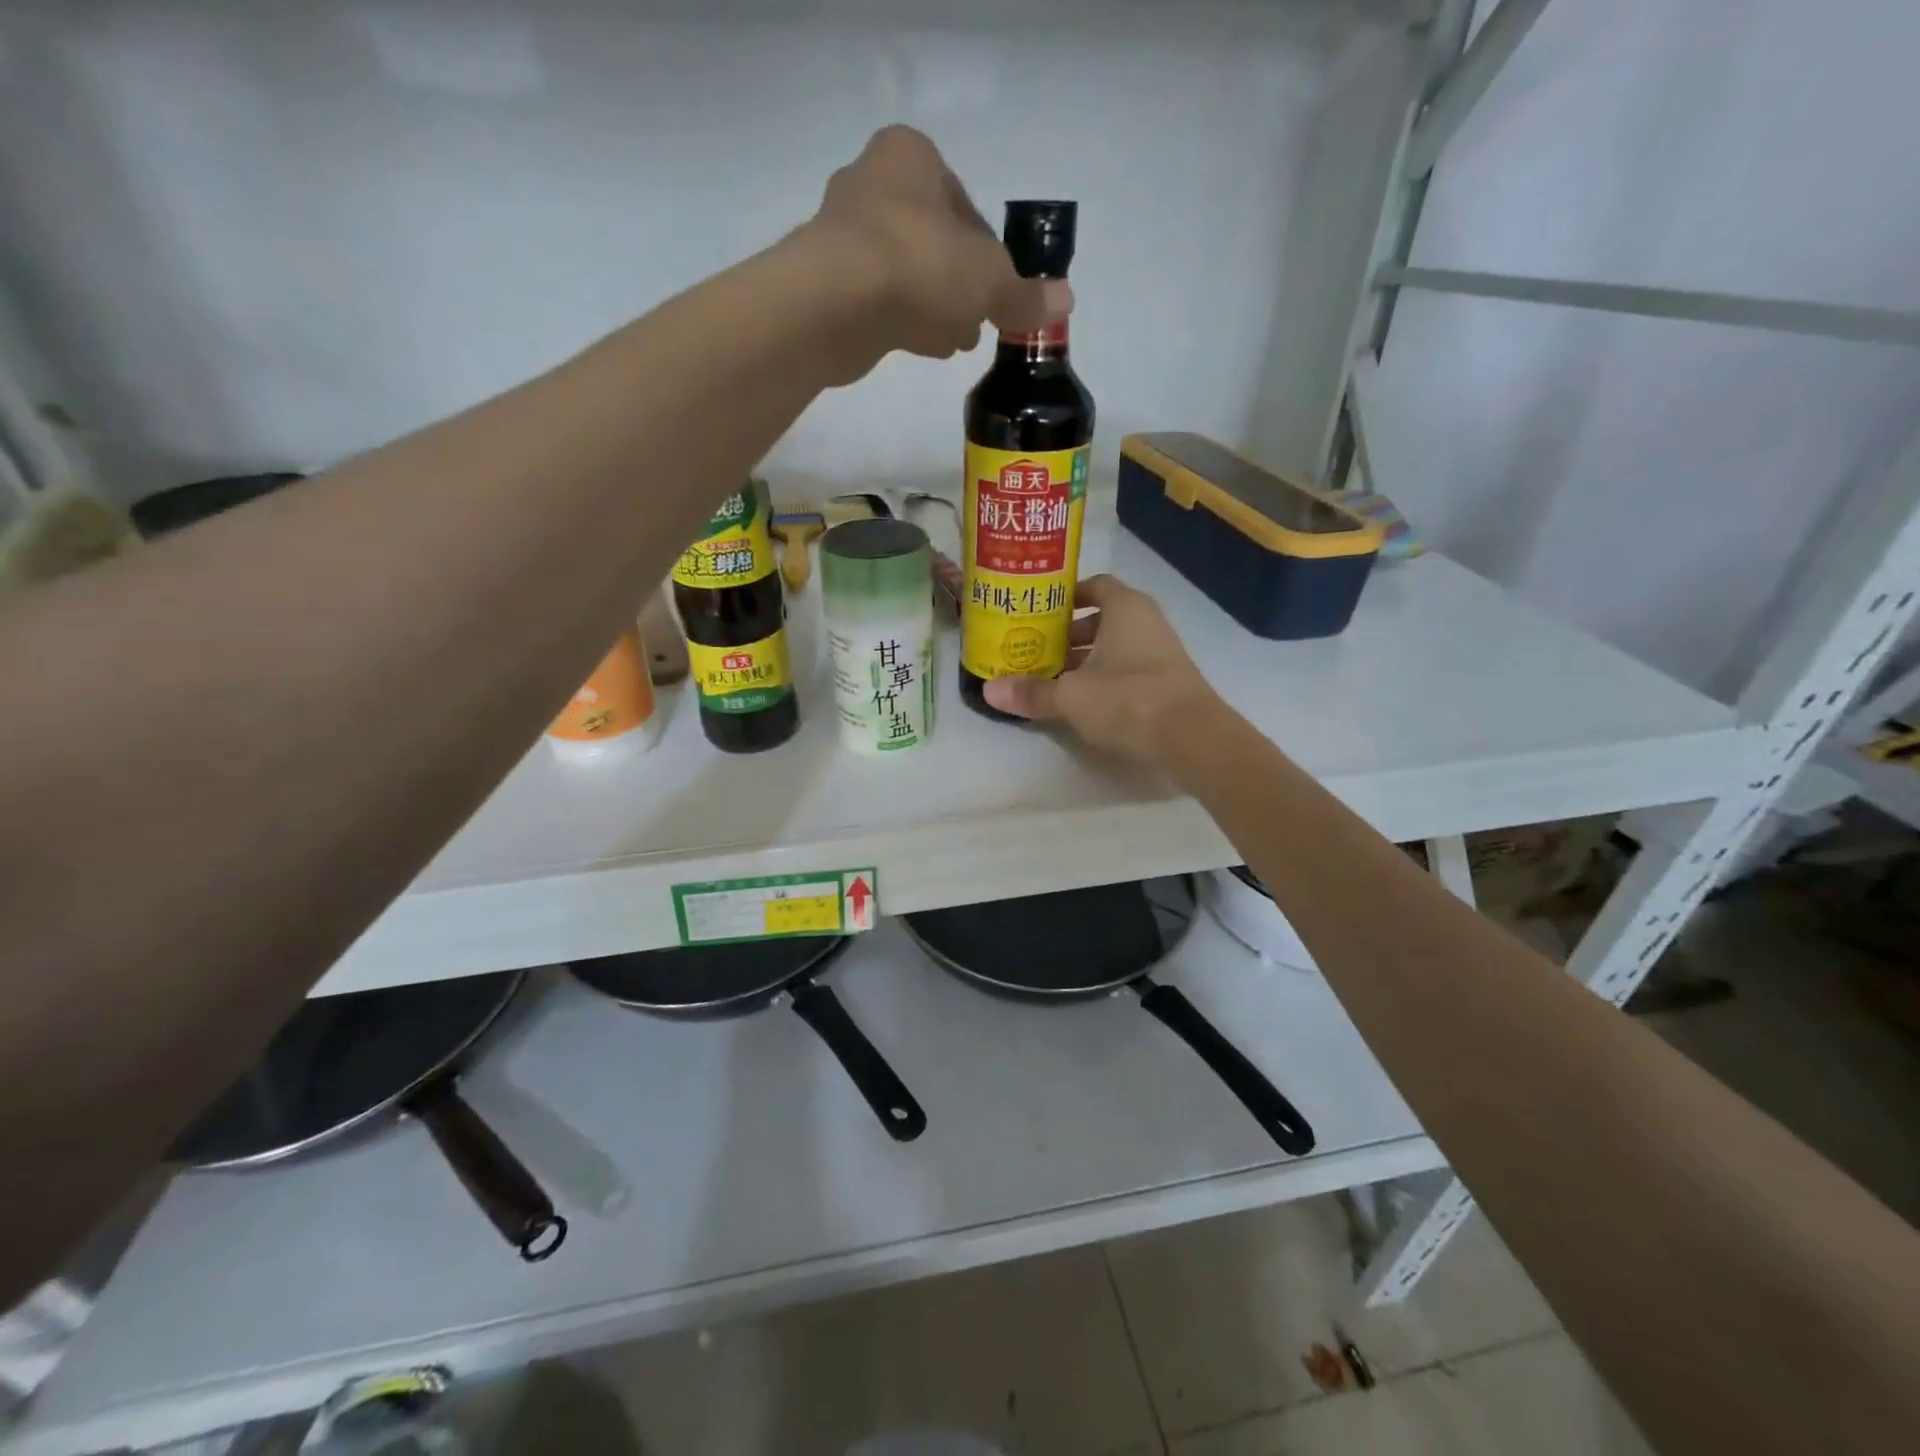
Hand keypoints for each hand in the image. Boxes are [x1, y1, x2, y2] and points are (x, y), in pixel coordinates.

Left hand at [796, 126, 1072, 379]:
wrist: (834, 305)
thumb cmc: (919, 267)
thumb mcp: (988, 281)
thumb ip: (1024, 294)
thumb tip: (1065, 301)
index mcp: (911, 157)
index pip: (964, 206)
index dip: (988, 254)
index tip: (999, 291)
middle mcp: (872, 183)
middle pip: (934, 241)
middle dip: (960, 285)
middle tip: (980, 322)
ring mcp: (843, 234)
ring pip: (907, 273)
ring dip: (935, 307)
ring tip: (957, 343)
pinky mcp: (827, 283)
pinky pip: (880, 299)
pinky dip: (905, 320)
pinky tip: (926, 347)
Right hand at [983, 575, 1219, 768]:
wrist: (1193, 739)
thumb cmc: (1128, 699)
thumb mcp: (1071, 696)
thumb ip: (1032, 692)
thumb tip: (988, 691)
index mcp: (1125, 608)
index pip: (1094, 586)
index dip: (1065, 597)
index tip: (1037, 611)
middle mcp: (1146, 622)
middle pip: (1101, 619)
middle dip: (1067, 634)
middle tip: (1033, 648)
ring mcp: (1160, 653)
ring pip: (1114, 647)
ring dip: (1084, 659)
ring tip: (1050, 678)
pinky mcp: (1166, 683)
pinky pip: (1127, 669)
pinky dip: (1103, 678)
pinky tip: (1081, 701)